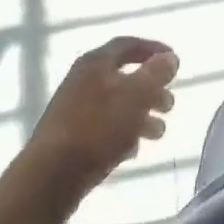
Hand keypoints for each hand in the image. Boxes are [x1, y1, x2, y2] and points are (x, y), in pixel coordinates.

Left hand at [24, 37, 179, 201]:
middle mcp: (83, 81)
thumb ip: (155, 74)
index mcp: (95, 63)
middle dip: (151, 90)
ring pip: (116, 106)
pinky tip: (133, 150)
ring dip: (141, 116)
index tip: (174, 60)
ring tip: (159, 133)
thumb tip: (170, 57)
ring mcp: (73, 111)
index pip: (128, 45)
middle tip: (170, 105)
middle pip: (124, 78)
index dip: (153, 49)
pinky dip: (122, 134)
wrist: (48, 178)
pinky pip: (103, 129)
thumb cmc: (97, 128)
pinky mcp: (69, 140)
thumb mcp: (135, 95)